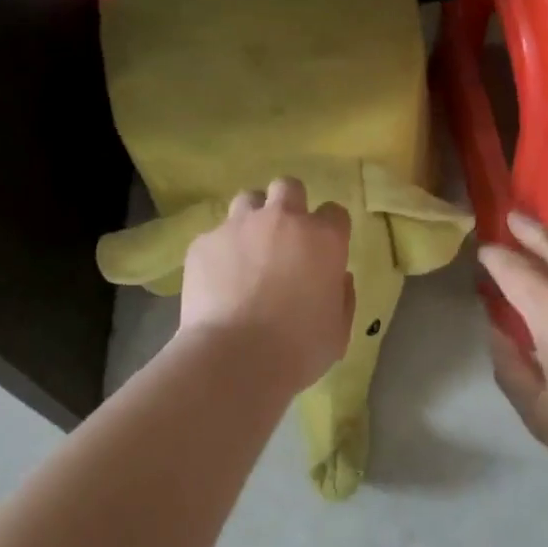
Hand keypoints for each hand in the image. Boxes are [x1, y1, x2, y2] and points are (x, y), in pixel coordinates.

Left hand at [179, 177, 354, 394]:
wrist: (234, 359)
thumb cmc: (297, 349)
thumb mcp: (338, 330)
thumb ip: (342, 295)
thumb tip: (336, 276)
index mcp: (323, 238)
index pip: (334, 212)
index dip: (329, 229)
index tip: (323, 250)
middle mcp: (282, 219)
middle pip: (288, 187)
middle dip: (288, 204)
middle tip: (283, 237)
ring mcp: (240, 225)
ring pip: (248, 200)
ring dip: (252, 218)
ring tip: (247, 250)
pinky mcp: (205, 241)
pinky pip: (215, 236)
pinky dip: (220, 251)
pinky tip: (217, 280)